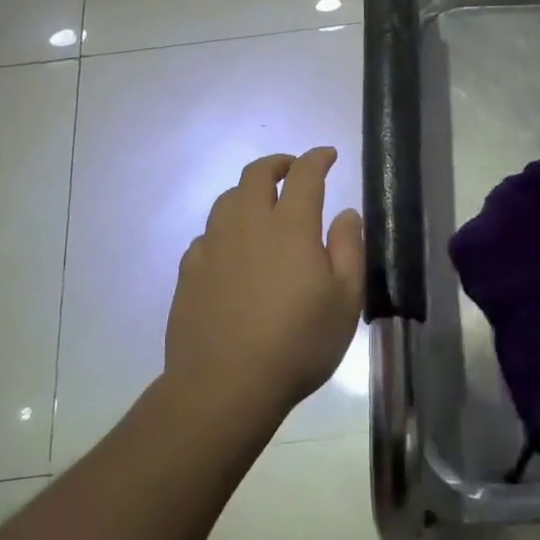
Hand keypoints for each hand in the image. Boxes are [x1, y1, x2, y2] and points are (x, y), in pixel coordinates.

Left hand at [163, 148, 365, 428]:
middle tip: (292, 169)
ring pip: (226, 199)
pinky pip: (207, 234)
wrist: (225, 385)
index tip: (327, 155)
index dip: (317, 158)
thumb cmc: (298, 343)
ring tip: (261, 204)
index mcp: (290, 226)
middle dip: (278, 163)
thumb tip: (346, 212)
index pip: (304, 174)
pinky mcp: (189, 271)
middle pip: (256, 174)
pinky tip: (231, 249)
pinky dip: (224, 228)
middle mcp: (247, 224)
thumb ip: (349, 248)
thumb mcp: (345, 300)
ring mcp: (213, 246)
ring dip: (247, 192)